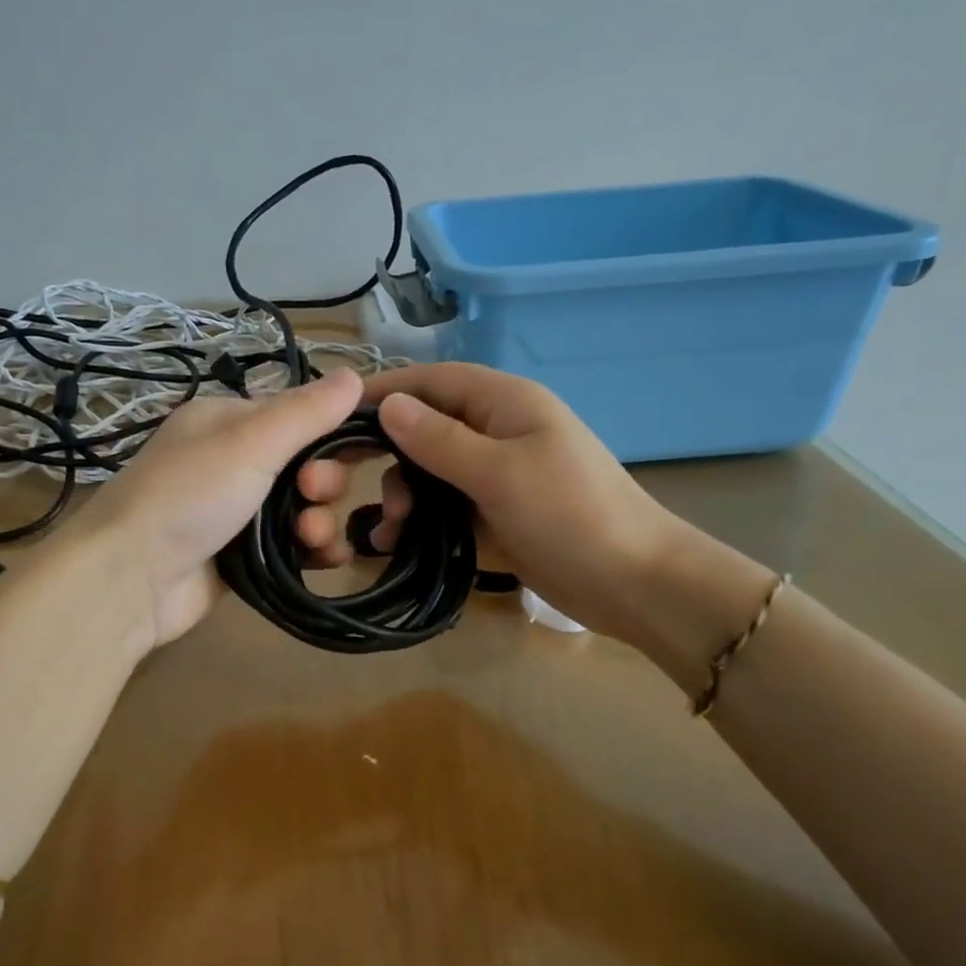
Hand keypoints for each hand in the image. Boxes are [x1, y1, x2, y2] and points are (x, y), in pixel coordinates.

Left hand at [61, 369, 363, 648]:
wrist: (130, 579)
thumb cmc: (189, 495)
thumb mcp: (249, 442)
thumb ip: (305, 412)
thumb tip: (356, 373)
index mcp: (228, 421)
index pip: (299, 414)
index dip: (334, 429)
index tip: (363, 448)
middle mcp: (234, 461)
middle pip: (307, 465)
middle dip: (323, 482)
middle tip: (312, 495)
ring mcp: (239, 512)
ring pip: (305, 509)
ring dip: (320, 521)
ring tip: (310, 538)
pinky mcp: (245, 557)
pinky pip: (296, 548)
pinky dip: (314, 551)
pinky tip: (324, 560)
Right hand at [294, 362, 685, 640]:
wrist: (634, 584)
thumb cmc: (571, 515)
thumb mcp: (500, 473)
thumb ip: (440, 440)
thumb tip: (388, 405)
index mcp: (503, 403)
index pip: (430, 381)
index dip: (382, 391)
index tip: (332, 414)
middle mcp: (495, 431)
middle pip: (424, 427)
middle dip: (386, 453)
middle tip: (340, 481)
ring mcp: (495, 474)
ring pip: (429, 471)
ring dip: (401, 495)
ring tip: (388, 529)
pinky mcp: (495, 513)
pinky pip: (444, 507)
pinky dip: (419, 521)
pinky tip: (395, 545)